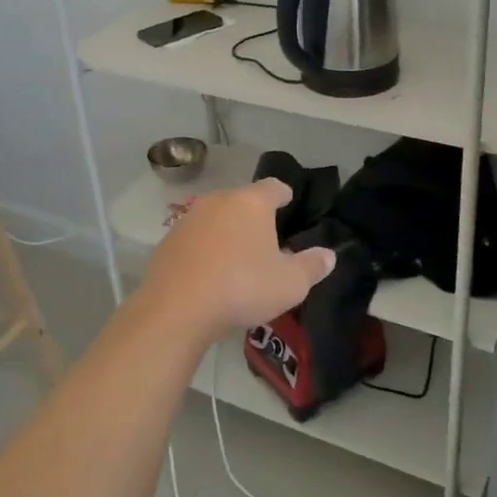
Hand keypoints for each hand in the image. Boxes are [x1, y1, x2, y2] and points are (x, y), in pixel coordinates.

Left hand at [134, 179, 336, 342]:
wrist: (176, 309)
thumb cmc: (242, 288)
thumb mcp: (290, 284)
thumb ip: (312, 266)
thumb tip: (329, 255)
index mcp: (252, 203)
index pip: (273, 187)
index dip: (283, 194)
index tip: (288, 202)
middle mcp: (219, 201)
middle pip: (242, 201)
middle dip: (255, 216)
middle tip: (266, 240)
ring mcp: (189, 219)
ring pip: (216, 218)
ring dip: (227, 232)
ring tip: (237, 259)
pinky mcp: (167, 242)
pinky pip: (195, 239)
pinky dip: (204, 250)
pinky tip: (209, 274)